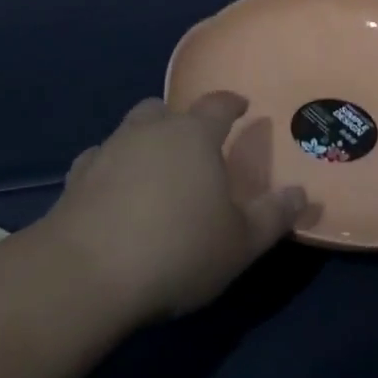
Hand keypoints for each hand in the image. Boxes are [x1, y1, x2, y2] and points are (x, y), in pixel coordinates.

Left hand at [41, 93, 308, 323]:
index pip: (217, 105)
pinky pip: (98, 161)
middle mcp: (150, 131)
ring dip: (144, 142)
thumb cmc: (178, 250)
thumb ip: (274, 215)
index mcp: (194, 135)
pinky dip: (110, 170)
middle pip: (165, 110)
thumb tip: (302, 193)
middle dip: (180, 120)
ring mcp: (108, 151)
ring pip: (130, 130)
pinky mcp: (76, 178)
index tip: (241, 106)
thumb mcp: (241, 242)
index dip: (231, 103)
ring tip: (154, 172)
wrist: (87, 274)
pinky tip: (113, 194)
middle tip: (192, 146)